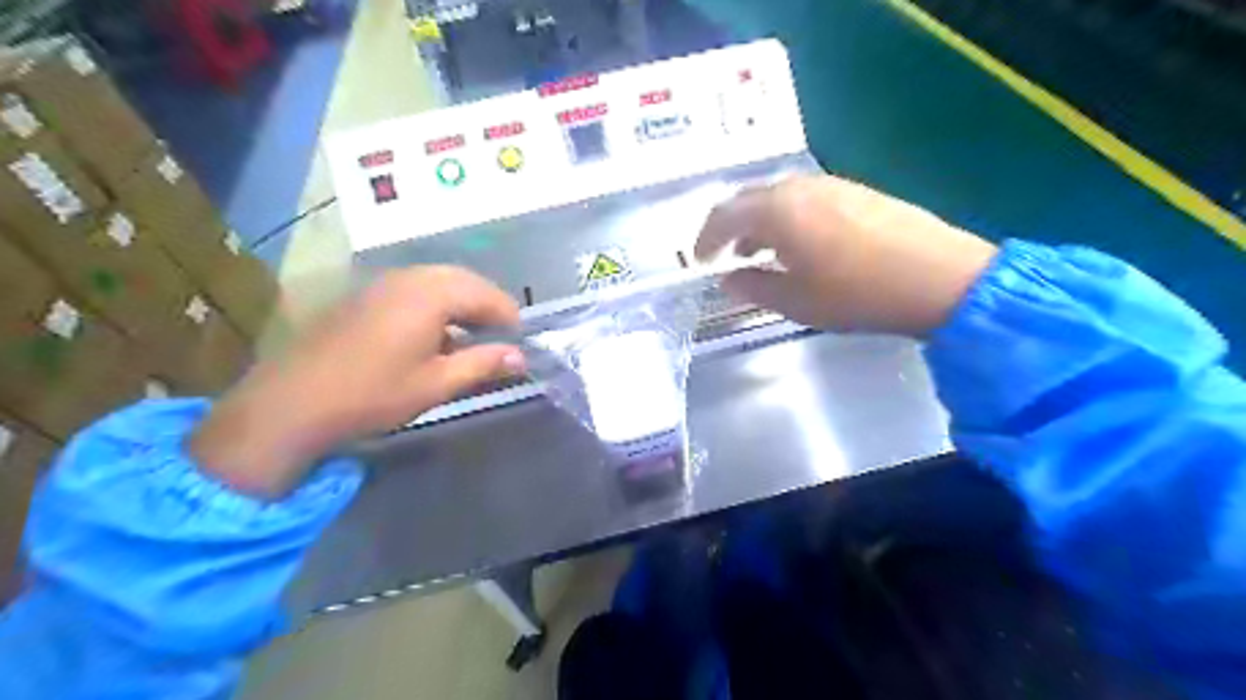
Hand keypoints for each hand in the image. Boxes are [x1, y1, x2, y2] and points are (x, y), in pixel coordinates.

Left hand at [192, 264, 524, 494]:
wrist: (291, 403)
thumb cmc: (373, 394)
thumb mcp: (436, 383)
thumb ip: (483, 364)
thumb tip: (520, 357)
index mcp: (431, 294)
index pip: (486, 294)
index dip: (509, 318)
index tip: (521, 343)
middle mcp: (408, 277)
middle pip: (463, 280)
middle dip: (487, 305)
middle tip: (501, 336)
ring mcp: (381, 282)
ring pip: (437, 281)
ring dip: (461, 303)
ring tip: (473, 335)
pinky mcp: (363, 295)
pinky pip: (414, 288)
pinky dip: (436, 304)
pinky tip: (434, 333)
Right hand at [696, 178, 999, 335]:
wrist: (938, 276)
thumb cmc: (856, 293)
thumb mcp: (795, 301)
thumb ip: (753, 286)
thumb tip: (728, 277)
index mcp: (777, 210)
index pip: (724, 215)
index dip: (706, 238)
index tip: (699, 260)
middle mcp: (799, 187)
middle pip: (749, 198)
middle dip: (729, 226)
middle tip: (723, 253)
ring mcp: (831, 185)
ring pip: (779, 196)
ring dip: (759, 221)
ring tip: (758, 251)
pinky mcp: (856, 191)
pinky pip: (805, 198)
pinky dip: (787, 218)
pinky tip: (798, 243)